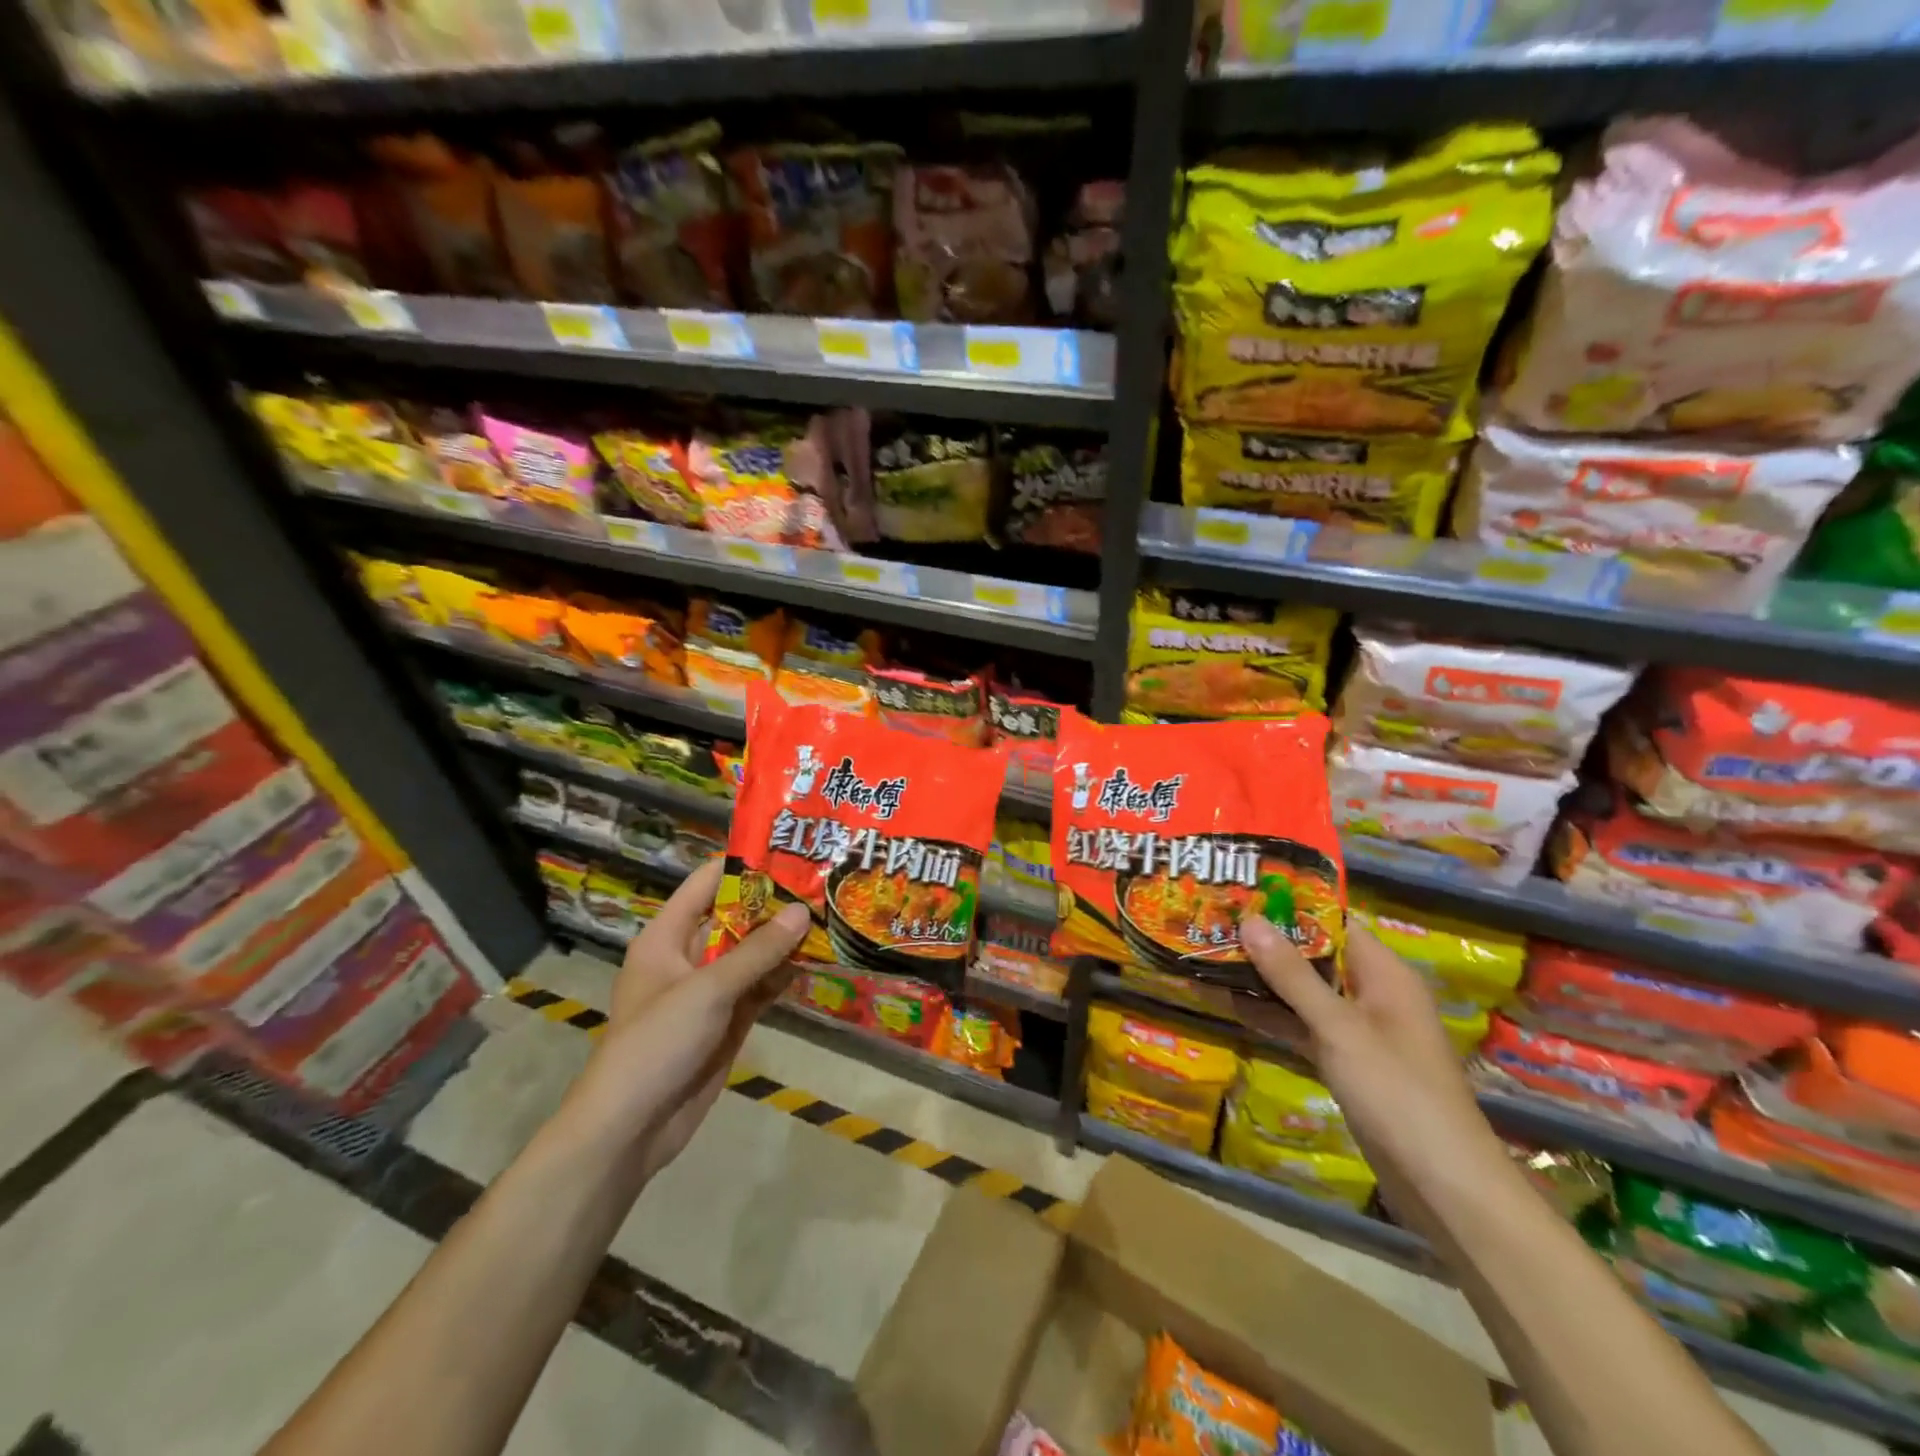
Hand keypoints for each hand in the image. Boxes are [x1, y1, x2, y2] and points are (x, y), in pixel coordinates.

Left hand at [561, 859, 810, 1186]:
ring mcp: (710, 990)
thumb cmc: (657, 1043)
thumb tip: (802, 910)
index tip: (788, 849)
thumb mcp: (708, 990)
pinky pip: (760, 987)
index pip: (706, 884)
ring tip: (830, 913)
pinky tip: (817, 960)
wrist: (632, 1127)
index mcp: (667, 936)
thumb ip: (758, 951)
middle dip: (774, 902)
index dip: (744, 864)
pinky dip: (784, 975)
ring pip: (752, 953)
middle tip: (822, 882)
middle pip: (735, 917)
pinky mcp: (727, 1020)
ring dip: (785, 940)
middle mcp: (688, 956)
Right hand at [1238, 916, 1510, 1230]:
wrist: (1443, 1187)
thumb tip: (1249, 920)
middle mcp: (1372, 993)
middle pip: (1314, 954)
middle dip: (1267, 941)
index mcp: (1384, 973)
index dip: (1289, 904)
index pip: (1333, 921)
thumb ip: (1293, 975)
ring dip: (1263, 979)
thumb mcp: (1339, 1028)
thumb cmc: (1398, 1093)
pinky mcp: (1345, 1062)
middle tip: (1212, 921)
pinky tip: (1228, 1003)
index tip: (1240, 890)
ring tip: (1209, 954)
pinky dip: (1271, 1016)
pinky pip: (1302, 1026)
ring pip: (1303, 992)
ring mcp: (1358, 1030)